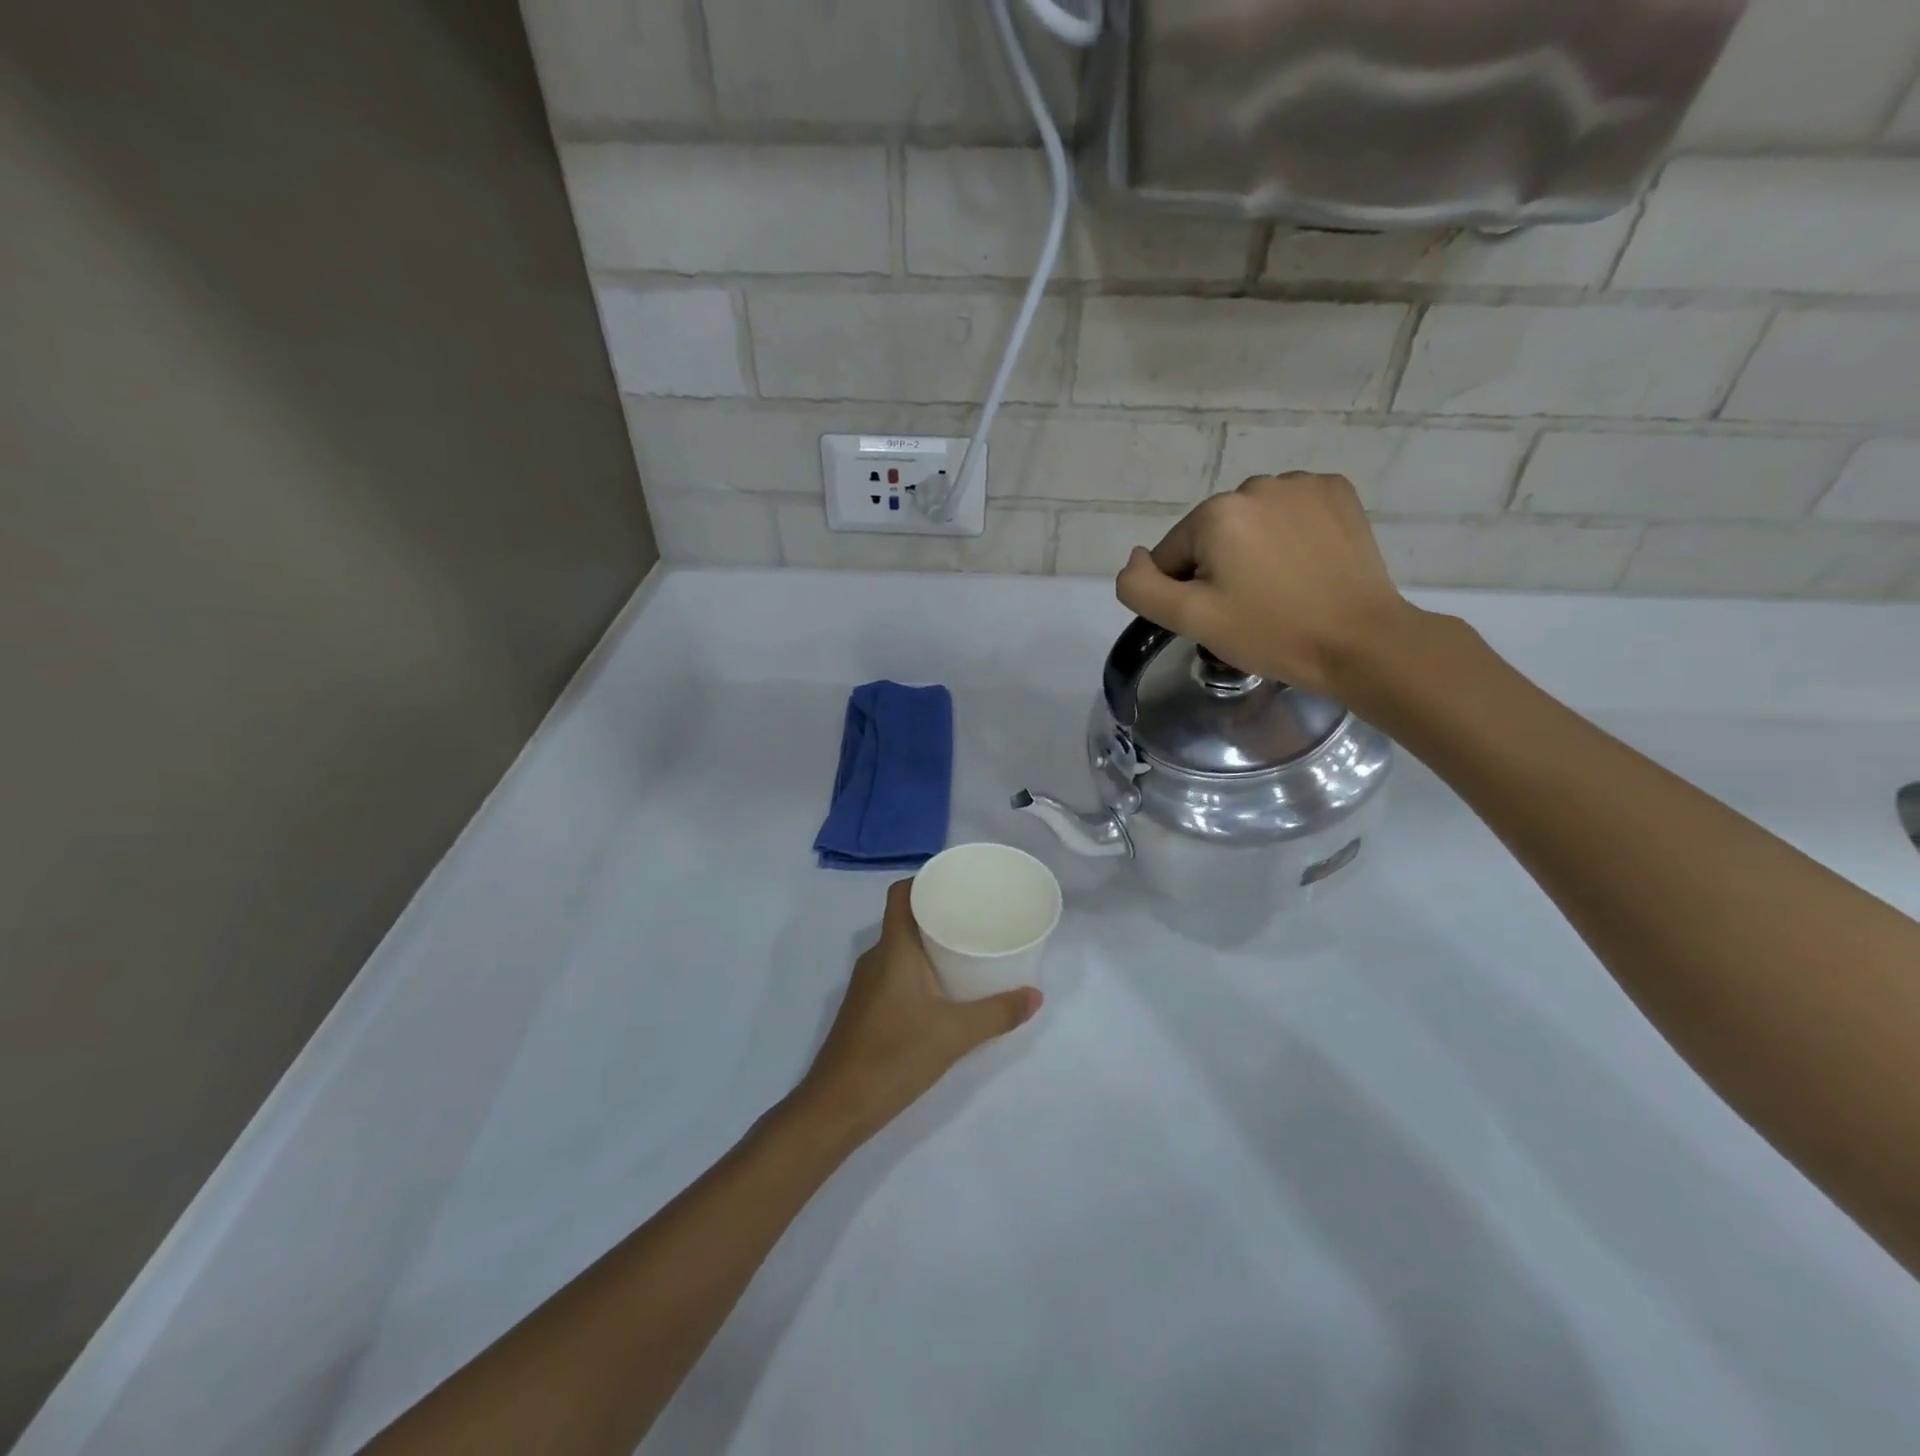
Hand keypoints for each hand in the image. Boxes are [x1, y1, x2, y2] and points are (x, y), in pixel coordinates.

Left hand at [793, 880, 1041, 1144]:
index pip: (901, 894)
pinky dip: (918, 968)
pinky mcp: (865, 1008)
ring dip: (928, 943)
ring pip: (899, 948)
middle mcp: (875, 958)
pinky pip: (894, 971)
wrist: (838, 1106)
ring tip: (965, 948)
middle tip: (975, 915)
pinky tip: (942, 989)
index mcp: (893, 949)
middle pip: (904, 919)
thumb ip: (997, 1013)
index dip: (925, 880)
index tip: (957, 882)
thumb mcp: (955, 1034)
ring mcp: (866, 985)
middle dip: (937, 912)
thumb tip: (1035, 995)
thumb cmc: (895, 1055)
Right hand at [1115, 473, 1418, 695]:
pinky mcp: (1337, 492)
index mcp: (1216, 513)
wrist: (1361, 642)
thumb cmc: (1271, 633)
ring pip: (1250, 521)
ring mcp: (1302, 485)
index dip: (1185, 591)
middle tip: (1249, 607)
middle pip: (1211, 534)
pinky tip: (1305, 565)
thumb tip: (1135, 558)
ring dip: (1253, 549)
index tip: (1219, 616)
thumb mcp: (1191, 619)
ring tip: (1281, 588)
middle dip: (1219, 567)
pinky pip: (1290, 511)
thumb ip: (1141, 587)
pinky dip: (1289, 534)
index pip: (1172, 554)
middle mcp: (1256, 484)